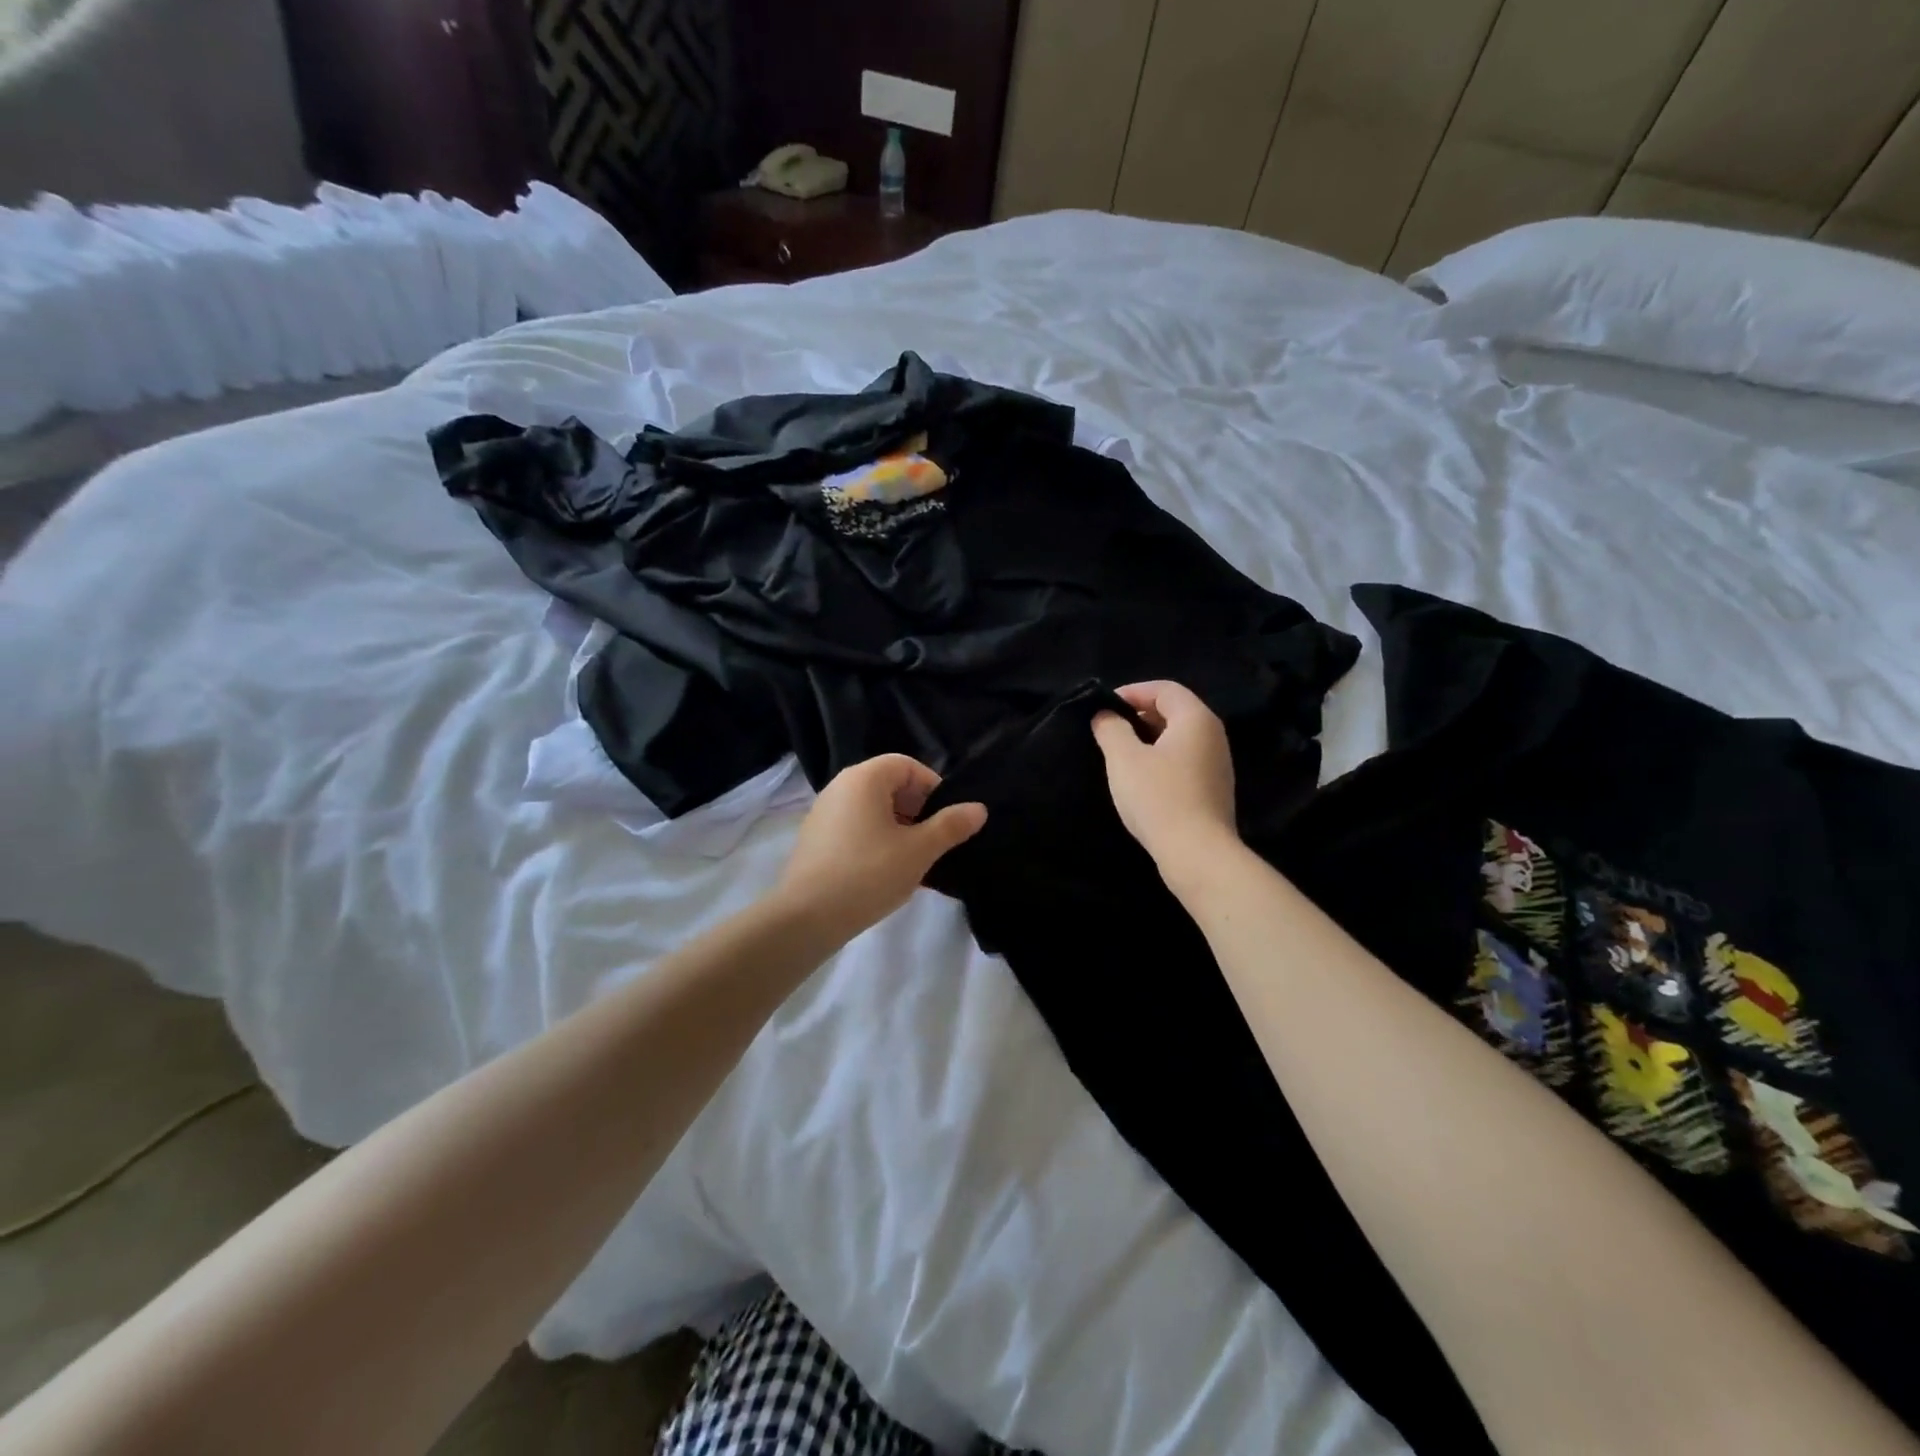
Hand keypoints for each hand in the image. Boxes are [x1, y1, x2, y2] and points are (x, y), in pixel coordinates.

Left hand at [774, 754, 986, 944]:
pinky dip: (875, 840)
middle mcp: (840, 786)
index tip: (946, 820)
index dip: (933, 788)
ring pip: (872, 809)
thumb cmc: (868, 874)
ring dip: (898, 828)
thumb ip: (950, 826)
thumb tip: (979, 809)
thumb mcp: (919, 851)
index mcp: (864, 778)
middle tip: (932, 842)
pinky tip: (884, 873)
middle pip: (889, 785)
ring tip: (912, 861)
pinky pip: (854, 827)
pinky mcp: (815, 838)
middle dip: (917, 809)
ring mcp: (823, 812)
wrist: (806, 917)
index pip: (907, 766)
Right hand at [1091, 681, 1239, 872]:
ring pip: (1180, 737)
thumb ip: (1111, 729)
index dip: (1133, 691)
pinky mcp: (1214, 789)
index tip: (1104, 706)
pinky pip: (1185, 760)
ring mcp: (1218, 764)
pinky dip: (1162, 759)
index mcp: (1196, 719)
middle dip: (1140, 714)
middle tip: (1110, 728)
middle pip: (1175, 710)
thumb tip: (1106, 715)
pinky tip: (1141, 779)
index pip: (1165, 689)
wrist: (1197, 853)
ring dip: (1150, 738)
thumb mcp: (1124, 758)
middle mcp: (1213, 735)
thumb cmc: (1158, 797)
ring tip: (1121, 753)